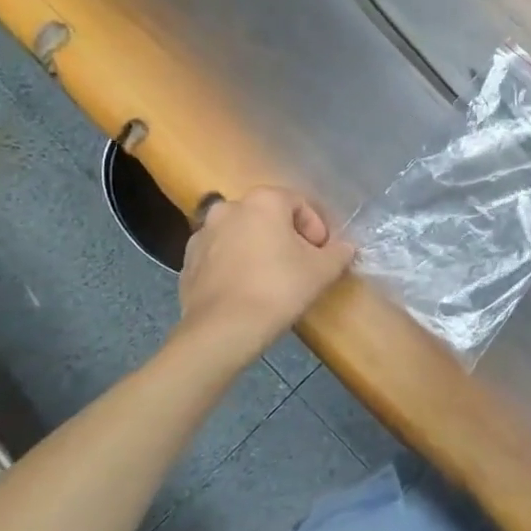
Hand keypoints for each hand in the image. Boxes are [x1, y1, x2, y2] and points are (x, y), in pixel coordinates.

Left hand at [171, 187, 354, 359]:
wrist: (223, 330)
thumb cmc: (279, 288)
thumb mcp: (323, 270)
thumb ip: (339, 252)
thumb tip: (344, 248)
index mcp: (263, 201)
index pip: (300, 204)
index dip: (317, 228)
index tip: (322, 255)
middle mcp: (229, 208)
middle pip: (268, 216)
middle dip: (286, 237)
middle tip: (300, 265)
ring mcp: (202, 234)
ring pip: (242, 235)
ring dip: (258, 249)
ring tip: (271, 279)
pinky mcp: (187, 262)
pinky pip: (220, 256)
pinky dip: (235, 266)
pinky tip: (246, 290)